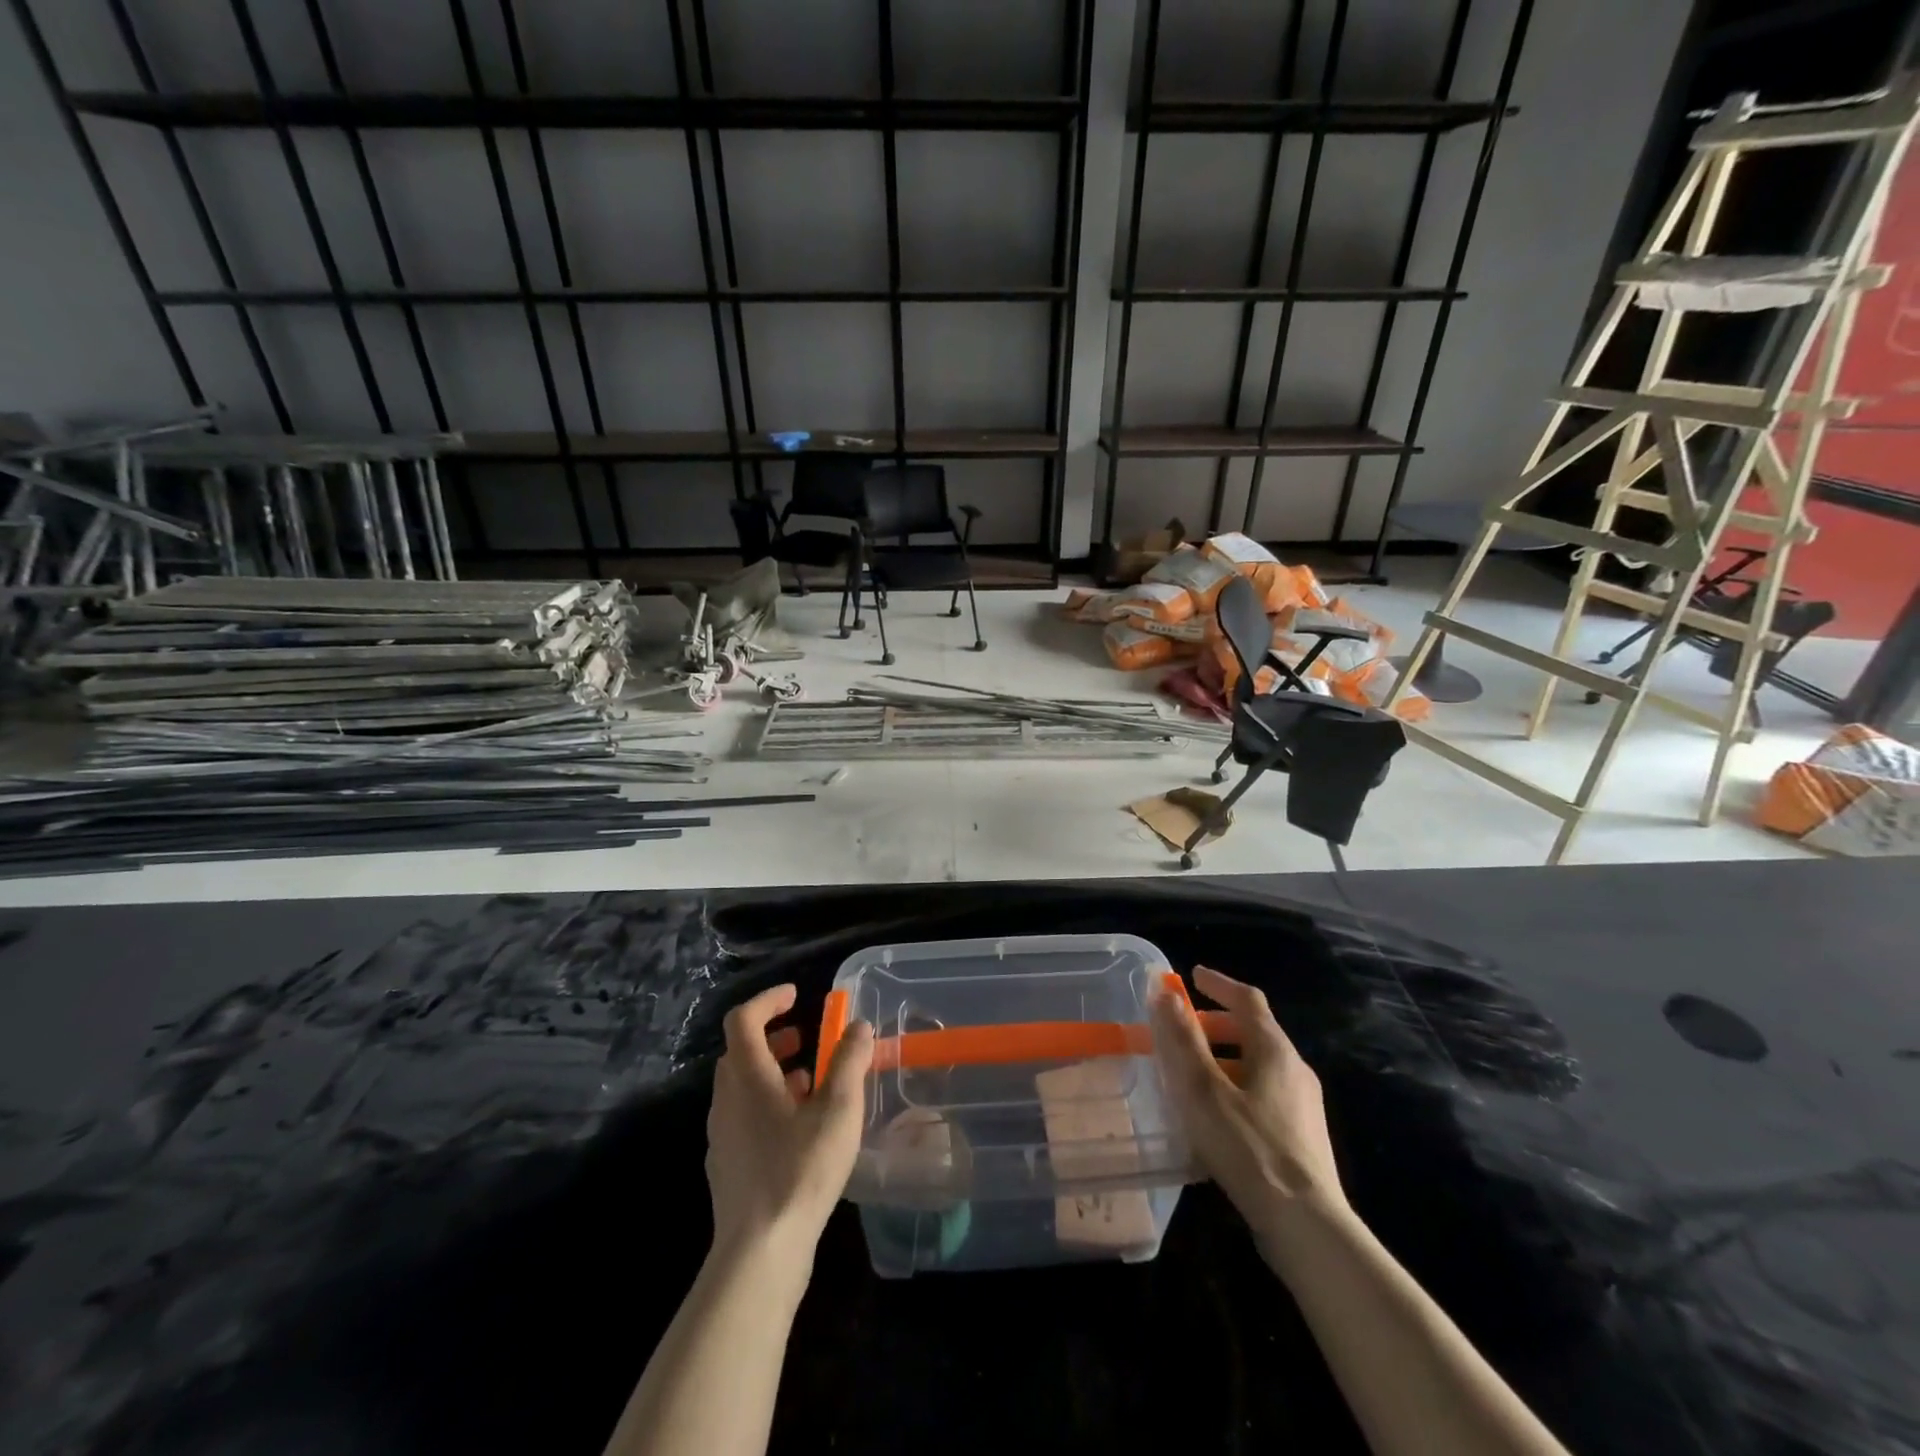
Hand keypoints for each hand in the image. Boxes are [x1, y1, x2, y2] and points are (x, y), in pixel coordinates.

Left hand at [705, 984, 874, 1268]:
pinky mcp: (727, 1166)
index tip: (796, 996)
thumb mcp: (838, 1109)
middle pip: (740, 1052)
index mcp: (748, 1077)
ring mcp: (722, 1136)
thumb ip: (849, 1061)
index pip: (743, 1020)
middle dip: (773, 1037)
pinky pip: (744, 1117)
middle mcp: (727, 1100)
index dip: (768, 1001)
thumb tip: (859, 1026)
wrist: (759, 1251)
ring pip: (742, 1087)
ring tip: (811, 1084)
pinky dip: (768, 1105)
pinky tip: (799, 1130)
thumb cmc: (800, 1169)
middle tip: (806, 1039)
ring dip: (773, 1073)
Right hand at [1151, 965, 1348, 1267]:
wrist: (1306, 1226)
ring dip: (1222, 1061)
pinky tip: (1213, 1120)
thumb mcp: (1203, 1089)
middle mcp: (1295, 1070)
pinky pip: (1263, 1096)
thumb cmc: (1248, 1148)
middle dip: (1215, 1026)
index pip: (1248, 999)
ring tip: (1189, 1079)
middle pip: (1254, 1032)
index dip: (1219, 984)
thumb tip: (1165, 992)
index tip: (1191, 977)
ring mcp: (1303, 1107)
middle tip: (1182, 1033)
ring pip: (1257, 1067)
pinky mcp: (1303, 1139)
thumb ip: (1183, 1039)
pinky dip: (1234, 1089)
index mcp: (1274, 1050)